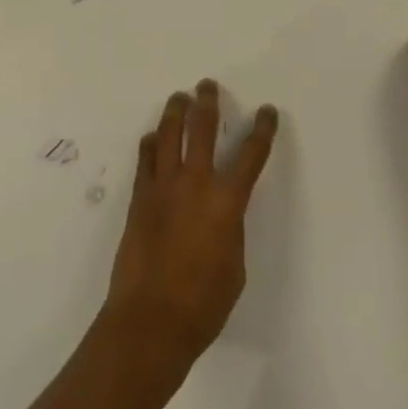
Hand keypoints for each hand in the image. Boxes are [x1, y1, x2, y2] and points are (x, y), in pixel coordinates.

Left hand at [103, 80, 278, 365]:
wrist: (149, 323)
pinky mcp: (140, 198)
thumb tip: (221, 214)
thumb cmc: (202, 305)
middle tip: (207, 86)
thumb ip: (230, 229)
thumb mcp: (234, 267)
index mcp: (227, 201)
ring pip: (169, 134)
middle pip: (202, 128)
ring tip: (179, 97)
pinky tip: (152, 138)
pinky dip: (150, 144)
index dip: (262, 129)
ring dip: (175, 111)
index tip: (267, 111)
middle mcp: (196, 183)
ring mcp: (164, 187)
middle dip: (208, 102)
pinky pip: (145, 160)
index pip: (251, 154)